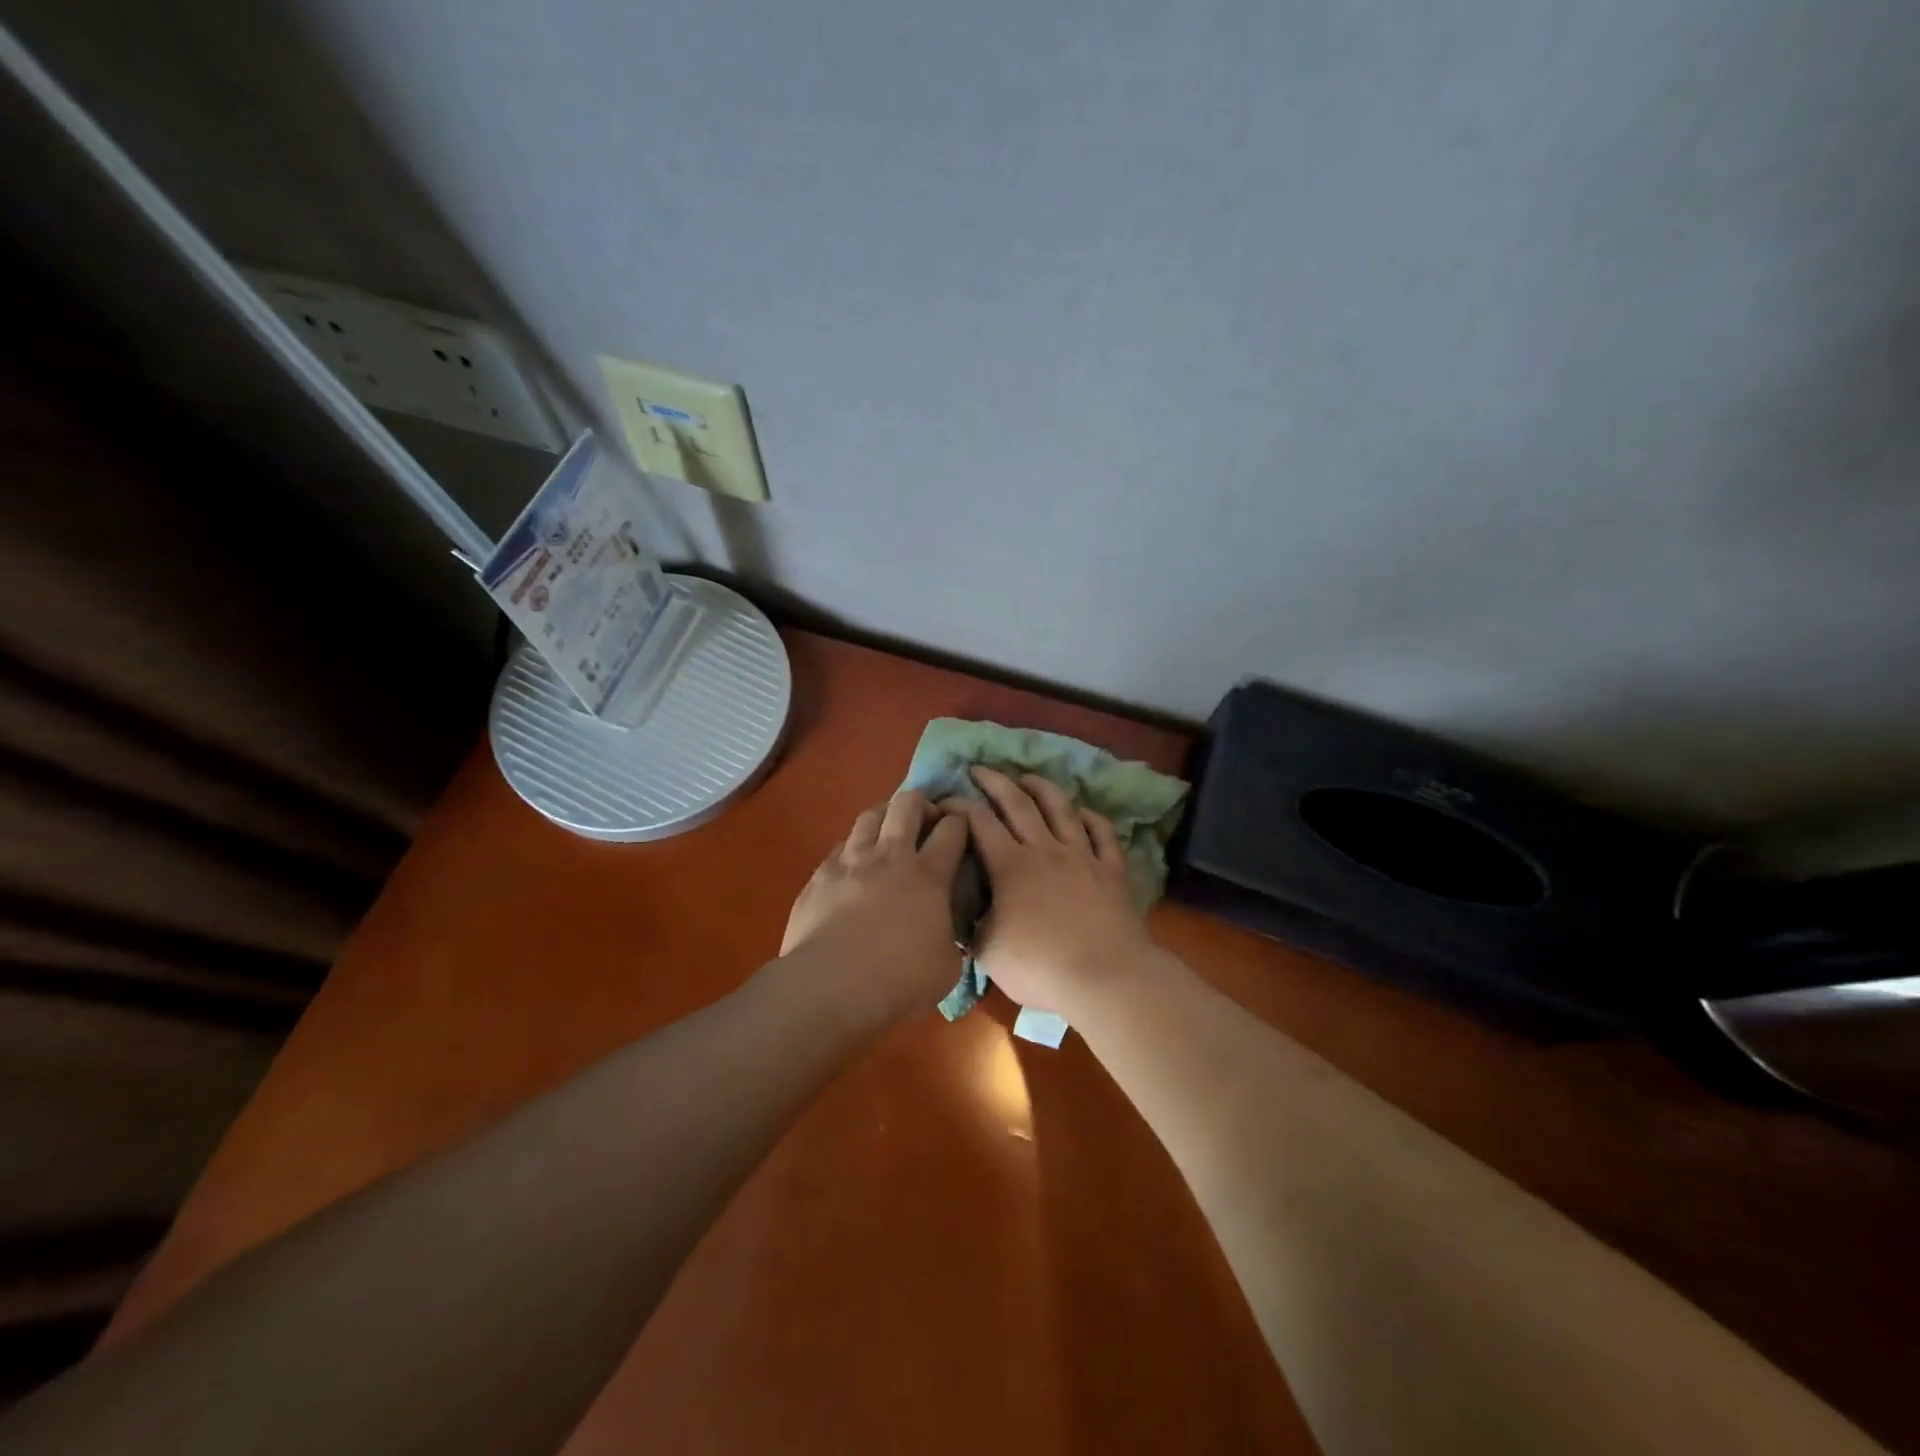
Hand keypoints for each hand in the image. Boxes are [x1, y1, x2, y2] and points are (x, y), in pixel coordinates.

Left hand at [781, 790, 969, 1019]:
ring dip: (885, 815)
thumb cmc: (898, 980)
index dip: (960, 820)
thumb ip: (952, 939)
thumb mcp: (947, 967)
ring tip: (889, 829)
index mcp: (929, 876)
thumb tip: (949, 935)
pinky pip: (841, 846)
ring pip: (870, 816)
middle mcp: (891, 857)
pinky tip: (855, 862)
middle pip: (908, 805)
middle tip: (926, 820)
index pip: (952, 829)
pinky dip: (854, 847)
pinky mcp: (821, 875)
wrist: (831, 986)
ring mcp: (852, 861)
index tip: (962, 825)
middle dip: (921, 803)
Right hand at [939, 768, 1151, 1016]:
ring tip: (1028, 778)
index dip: (960, 807)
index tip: (945, 801)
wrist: (1105, 978)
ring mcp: (1083, 856)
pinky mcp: (1112, 869)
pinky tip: (1083, 812)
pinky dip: (1091, 817)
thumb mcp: (988, 952)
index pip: (979, 823)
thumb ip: (971, 927)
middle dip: (996, 782)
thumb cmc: (1041, 967)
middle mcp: (1045, 849)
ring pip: (1061, 809)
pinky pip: (1102, 833)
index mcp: (1010, 866)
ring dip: (1042, 788)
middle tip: (980, 769)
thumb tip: (961, 915)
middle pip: (1018, 804)